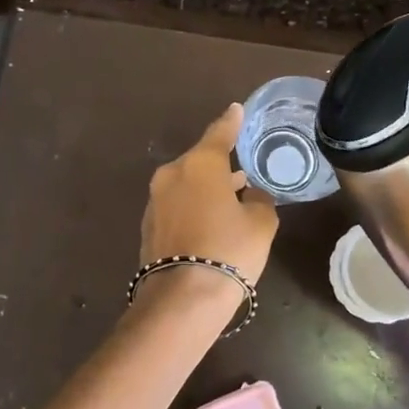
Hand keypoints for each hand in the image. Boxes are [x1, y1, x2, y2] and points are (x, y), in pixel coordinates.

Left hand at [140, 103, 278, 285]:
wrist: (182, 299)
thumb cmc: (229, 250)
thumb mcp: (260, 222)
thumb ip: (258, 199)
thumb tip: (248, 194)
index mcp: (200, 164)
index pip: (220, 133)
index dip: (231, 122)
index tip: (236, 109)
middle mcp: (172, 174)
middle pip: (200, 161)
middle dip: (219, 165)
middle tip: (241, 171)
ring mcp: (155, 201)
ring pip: (187, 184)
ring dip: (206, 188)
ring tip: (230, 198)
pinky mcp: (148, 227)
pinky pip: (177, 206)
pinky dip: (193, 208)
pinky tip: (210, 222)